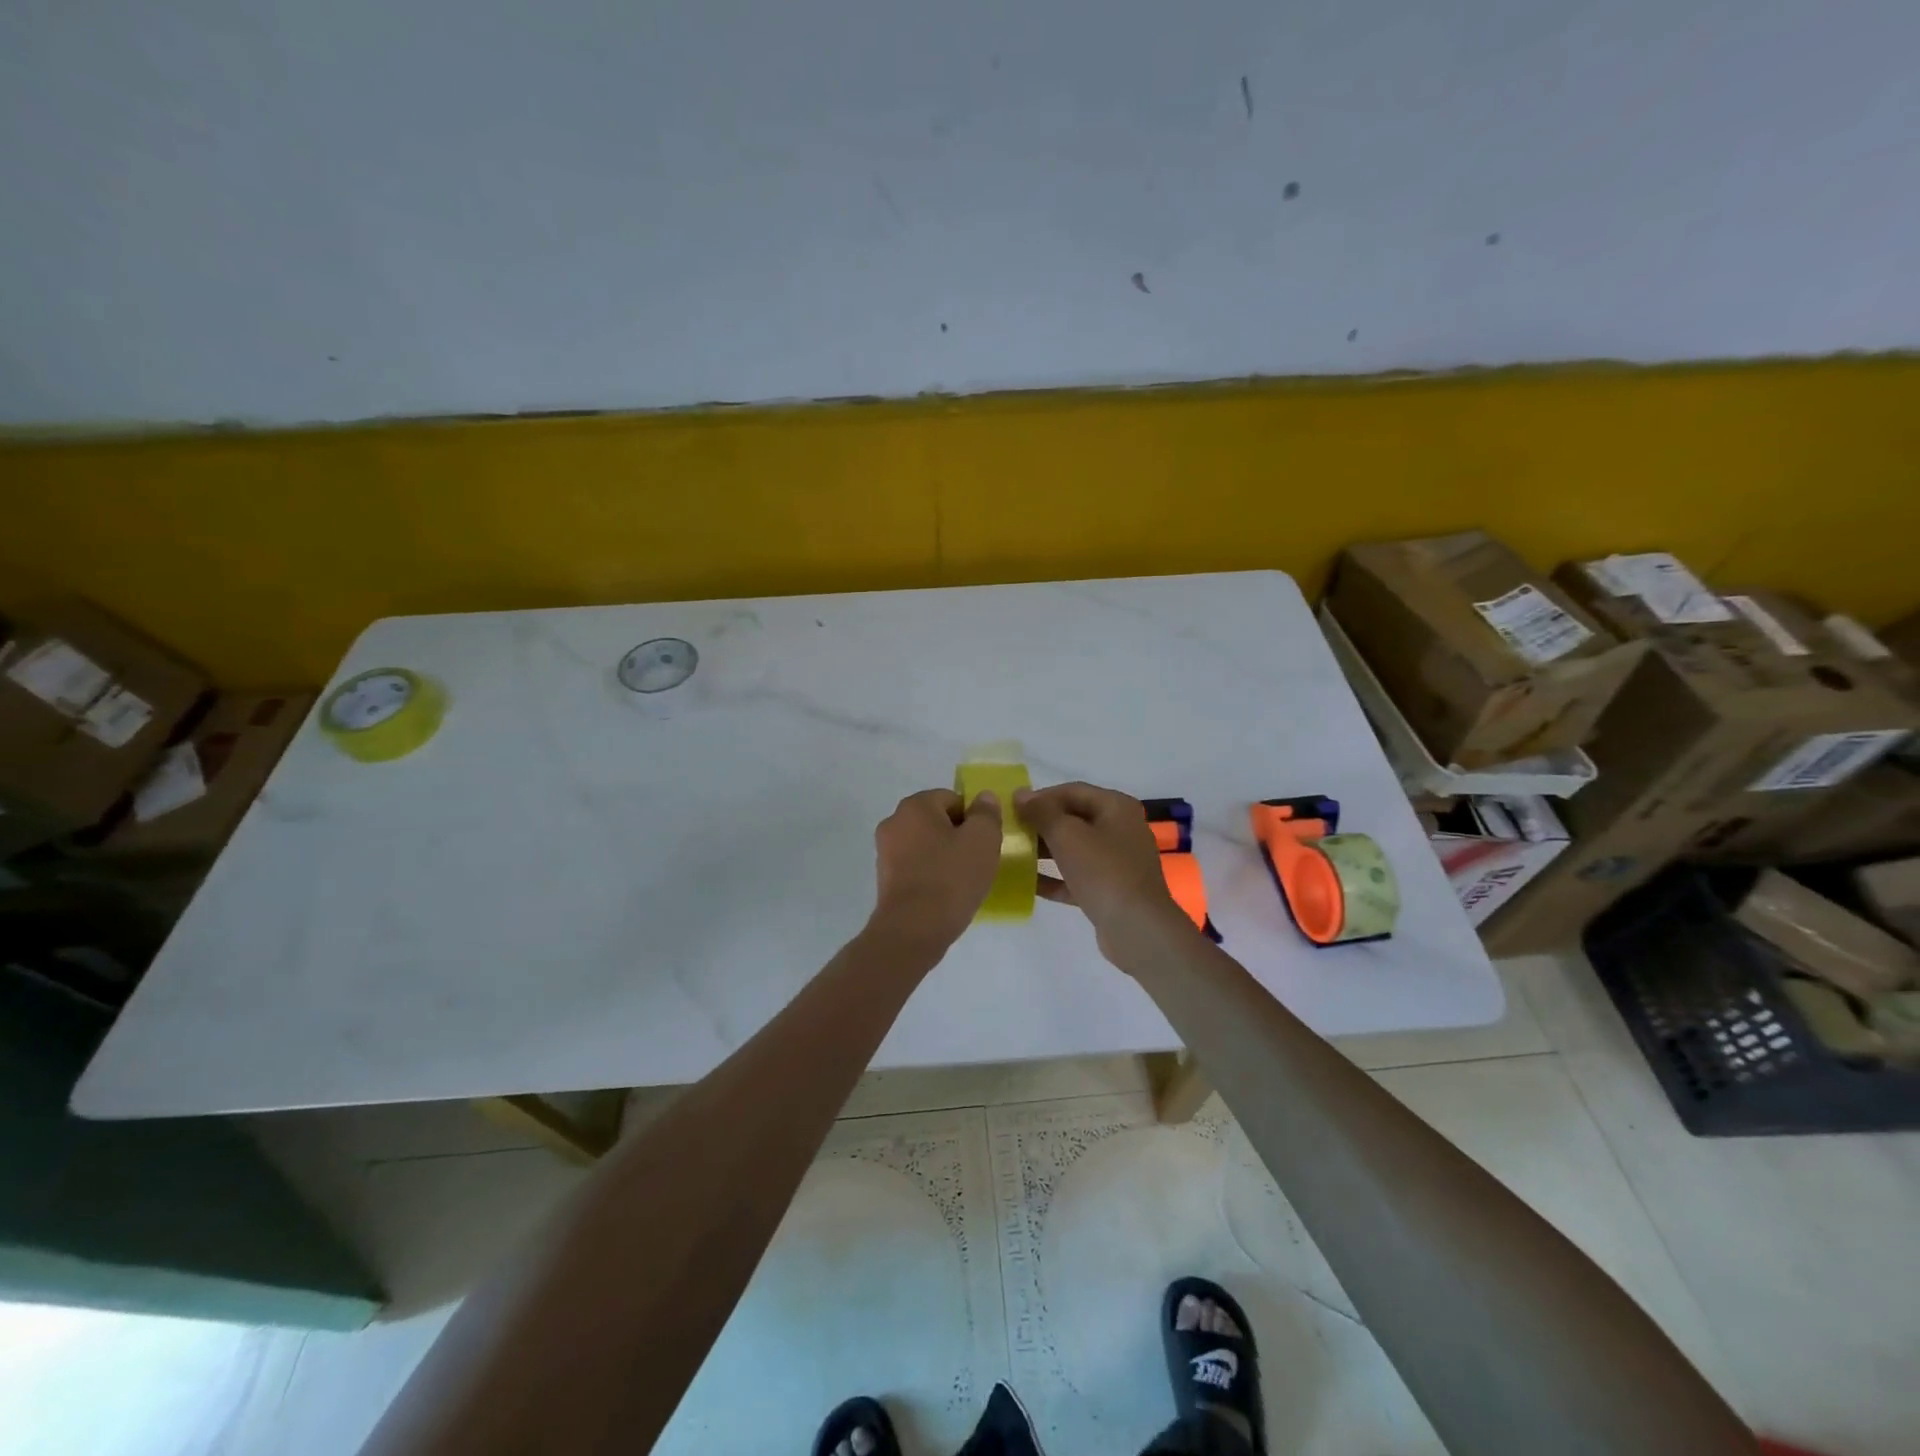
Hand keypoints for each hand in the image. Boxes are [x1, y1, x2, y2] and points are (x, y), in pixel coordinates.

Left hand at [869, 788, 1004, 949]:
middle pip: (937, 821)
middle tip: (979, 860)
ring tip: (964, 880)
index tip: (986, 842)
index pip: (953, 798)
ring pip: (926, 845)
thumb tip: (983, 799)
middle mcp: (894, 822)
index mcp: (915, 806)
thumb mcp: (982, 839)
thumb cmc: (951, 878)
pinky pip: (916, 867)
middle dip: (959, 836)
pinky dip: (931, 874)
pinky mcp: (884, 879)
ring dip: (945, 856)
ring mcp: (885, 852)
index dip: (974, 818)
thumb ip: (986, 813)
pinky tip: (946, 894)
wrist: (913, 930)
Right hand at [1015, 781, 1193, 962]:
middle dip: (1041, 824)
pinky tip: (1028, 884)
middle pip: (1074, 819)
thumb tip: (1021, 794)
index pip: (1072, 791)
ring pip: (1075, 849)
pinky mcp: (1110, 890)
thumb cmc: (1103, 872)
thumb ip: (1042, 812)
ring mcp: (1117, 861)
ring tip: (1014, 855)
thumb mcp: (1067, 835)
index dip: (1041, 797)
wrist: (1137, 929)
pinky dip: (1055, 877)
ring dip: (1045, 851)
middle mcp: (1120, 829)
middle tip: (1011, 832)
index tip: (1012, 809)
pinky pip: (1077, 876)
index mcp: (1116, 807)